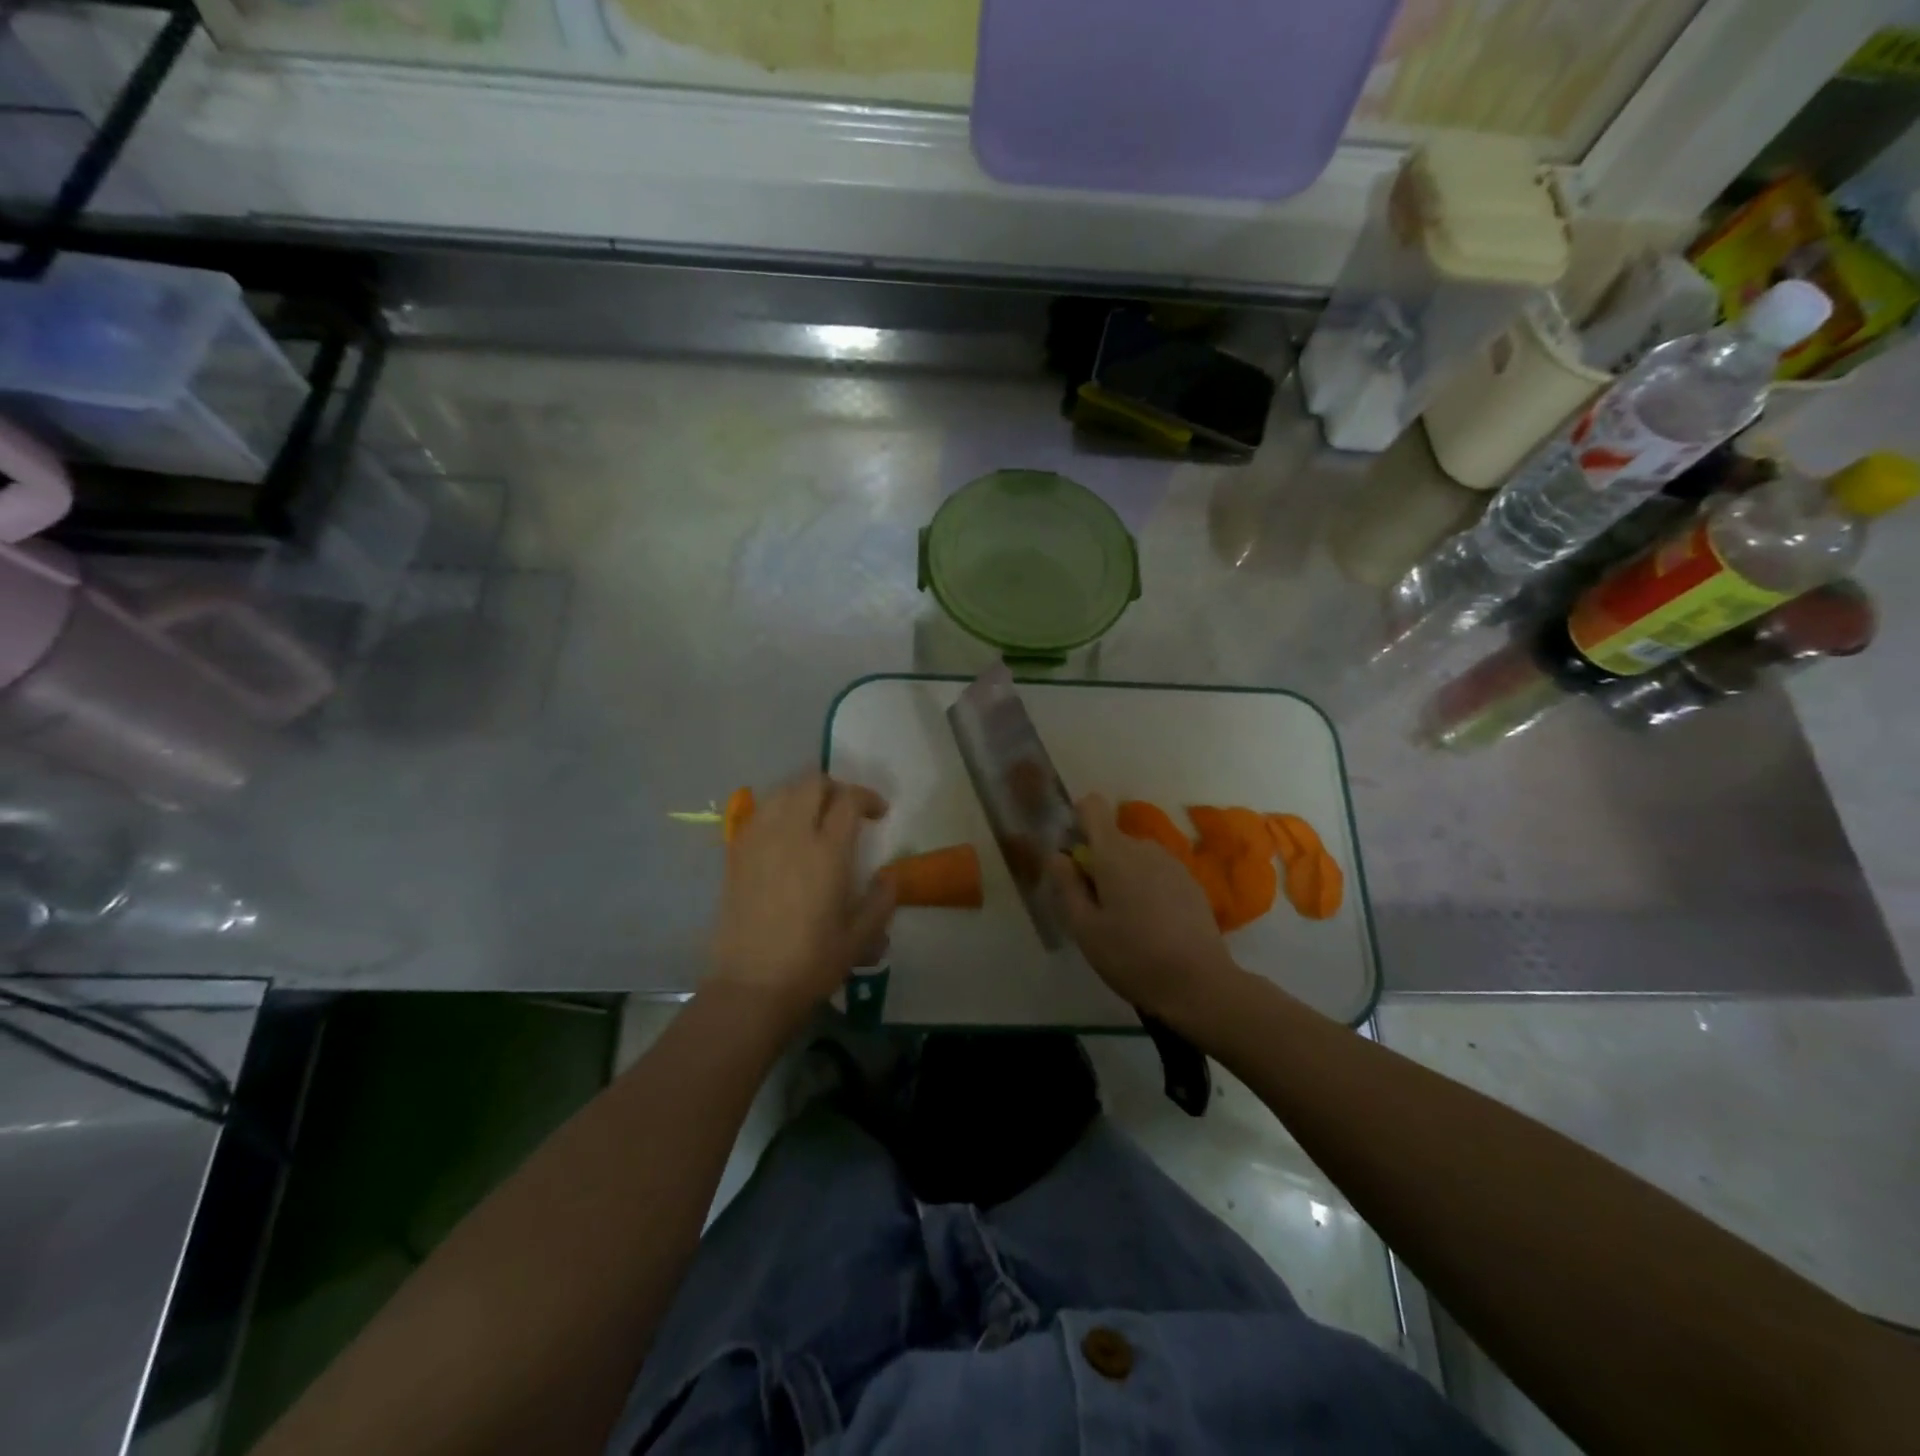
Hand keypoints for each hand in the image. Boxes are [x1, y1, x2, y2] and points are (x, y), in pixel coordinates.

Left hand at [710, 774, 895, 1019]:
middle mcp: (791, 834)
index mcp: (827, 851)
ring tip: (815, 817)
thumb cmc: (812, 962)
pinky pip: (757, 814)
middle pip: (812, 783)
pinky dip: (776, 811)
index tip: (879, 814)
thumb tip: (889, 876)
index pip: (849, 799)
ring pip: (781, 792)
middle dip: (836, 788)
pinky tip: (784, 835)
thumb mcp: (861, 937)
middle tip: (847, 810)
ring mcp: (758, 841)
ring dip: (804, 795)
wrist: (751, 986)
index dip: (868, 798)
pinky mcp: (736, 855)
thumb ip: (882, 900)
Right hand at [1048, 792, 1236, 1024]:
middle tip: (1096, 908)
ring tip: (1125, 921)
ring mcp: (1173, 864)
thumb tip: (1057, 855)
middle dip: (1099, 863)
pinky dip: (1148, 889)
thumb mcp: (1084, 928)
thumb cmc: (1131, 956)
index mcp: (1114, 853)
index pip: (1092, 807)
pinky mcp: (1192, 884)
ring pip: (1136, 858)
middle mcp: (1144, 848)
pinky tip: (1152, 927)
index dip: (1078, 821)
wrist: (1199, 984)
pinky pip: (1158, 874)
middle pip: (1112, 839)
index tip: (1074, 857)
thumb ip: (1066, 885)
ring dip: (1124, 877)